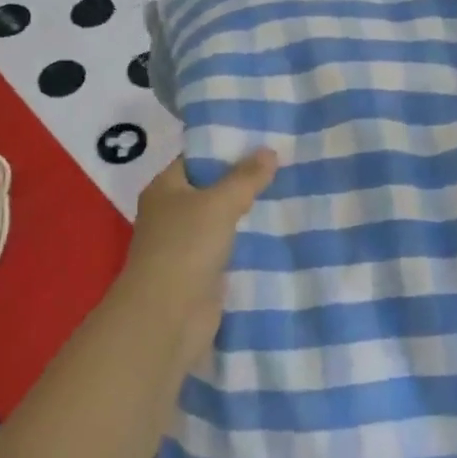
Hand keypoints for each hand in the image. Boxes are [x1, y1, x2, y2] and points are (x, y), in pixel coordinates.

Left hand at [117, 150, 278, 370]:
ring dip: (250, 213)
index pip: (197, 158)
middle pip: (212, 189)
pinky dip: (250, 242)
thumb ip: (245, 177)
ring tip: (291, 195)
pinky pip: (230, 248)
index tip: (265, 142)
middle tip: (286, 166)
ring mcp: (187, 244)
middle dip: (245, 181)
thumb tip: (269, 151)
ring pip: (223, 220)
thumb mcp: (219, 203)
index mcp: (165, 188)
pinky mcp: (203, 272)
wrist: (168, 316)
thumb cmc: (185, 247)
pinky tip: (280, 232)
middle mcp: (172, 213)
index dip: (228, 148)